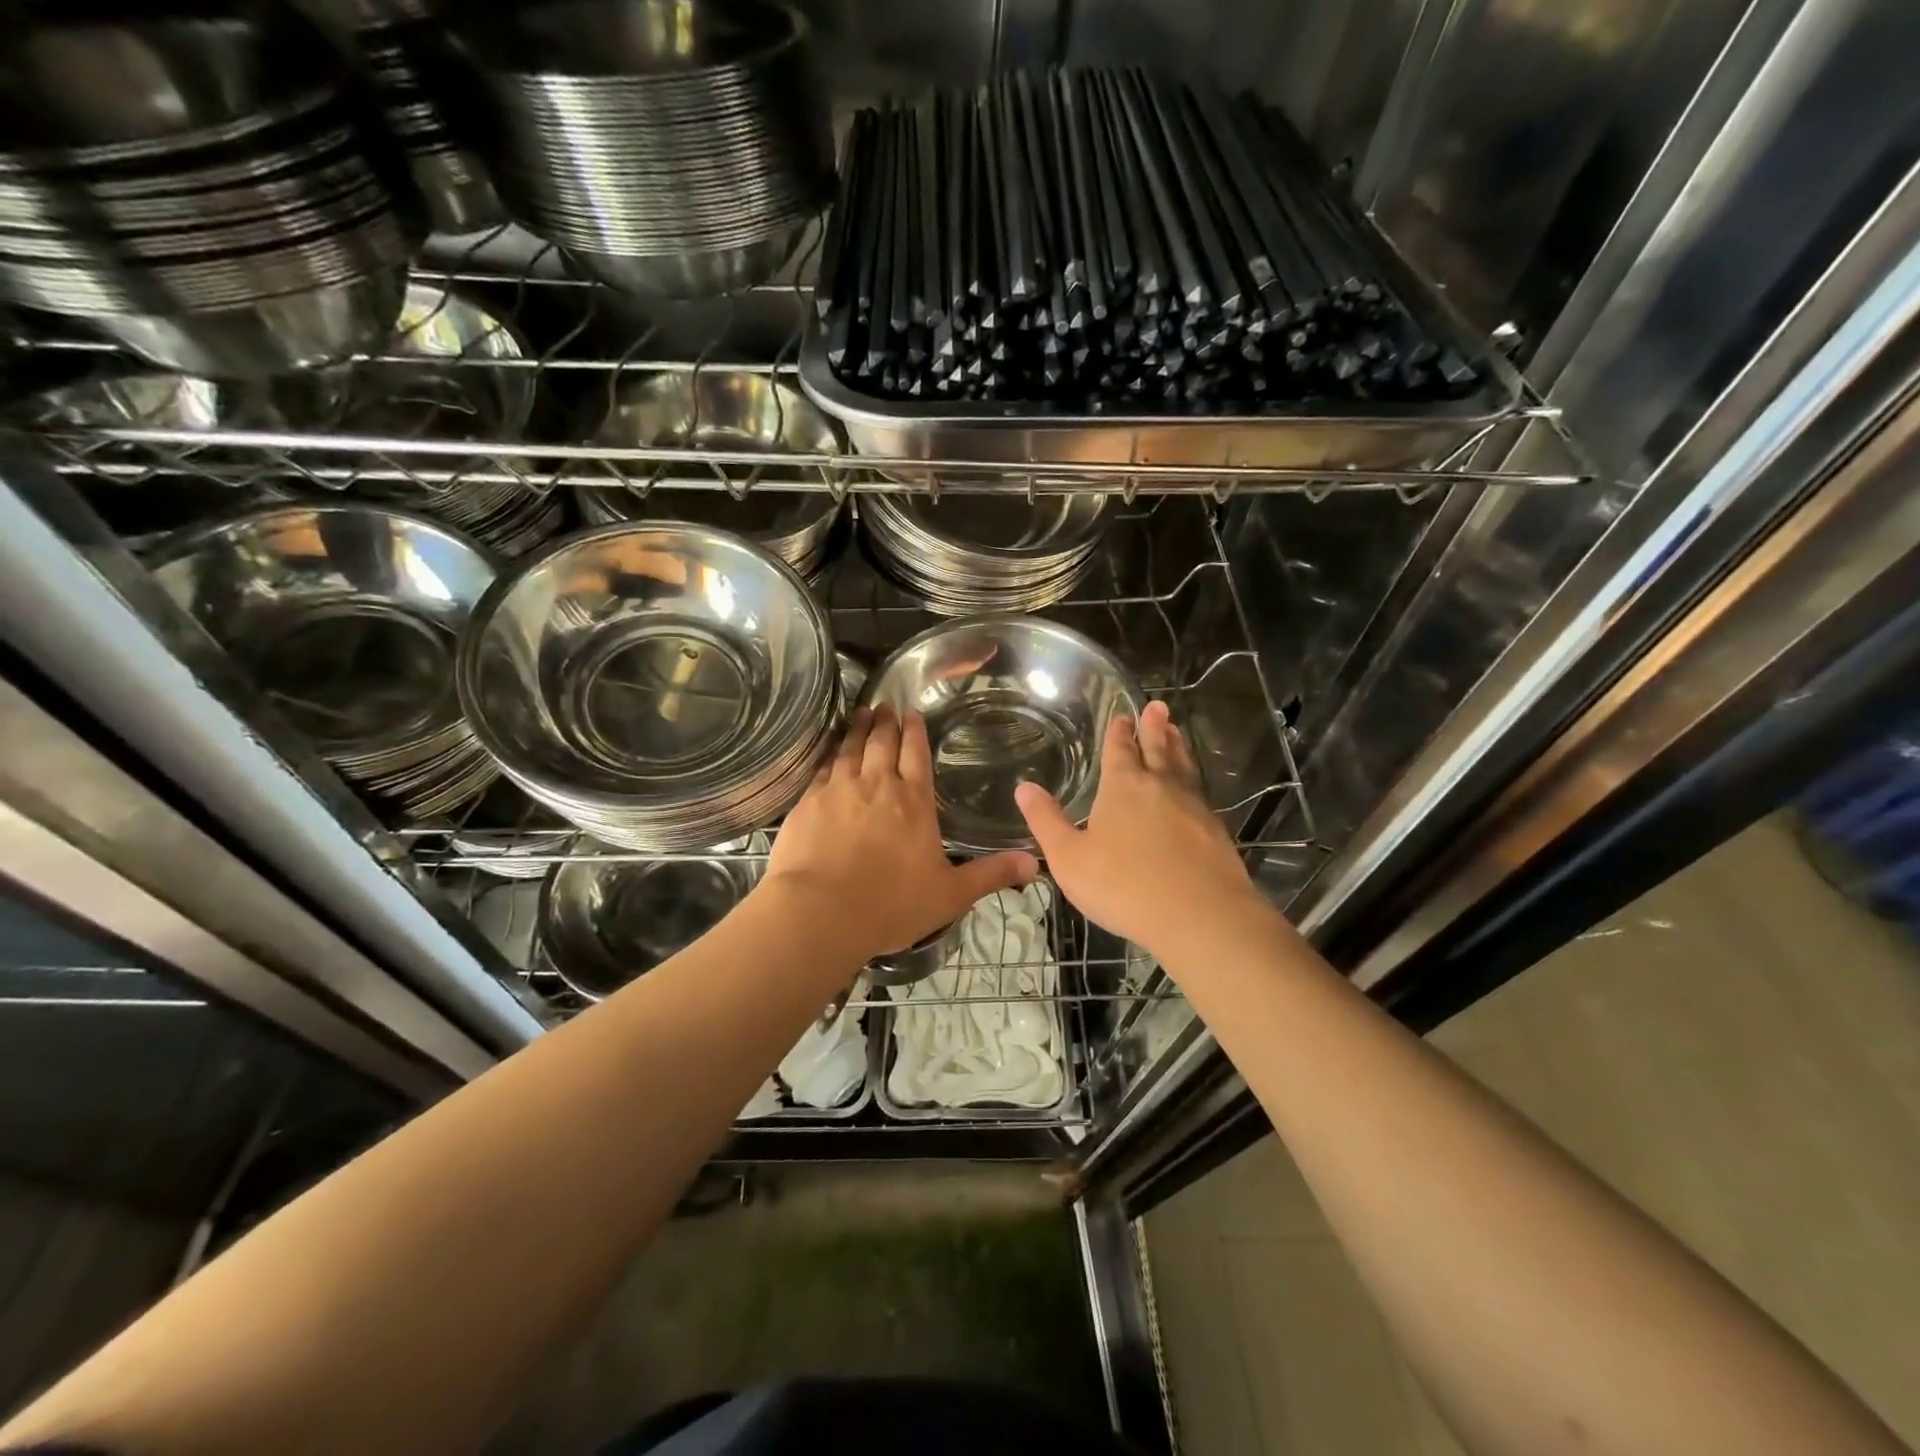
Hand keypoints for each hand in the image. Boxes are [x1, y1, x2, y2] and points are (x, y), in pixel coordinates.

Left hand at [766, 705, 1038, 962]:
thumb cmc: (892, 904)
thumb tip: (1035, 864)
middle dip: (886, 722)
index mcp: (914, 801)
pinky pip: (821, 769)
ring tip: (862, 714)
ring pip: (850, 749)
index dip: (915, 731)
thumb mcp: (951, 894)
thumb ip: (991, 875)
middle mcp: (877, 785)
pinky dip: (828, 754)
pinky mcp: (808, 803)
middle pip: (882, 743)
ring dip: (858, 729)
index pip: (917, 754)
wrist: (821, 912)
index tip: (912, 713)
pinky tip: (829, 752)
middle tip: (885, 704)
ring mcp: (839, 790)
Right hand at [1015, 700, 1261, 959]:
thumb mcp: (1070, 858)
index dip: (1119, 732)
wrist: (1200, 917)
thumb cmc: (1124, 886)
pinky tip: (1192, 792)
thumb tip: (1024, 787)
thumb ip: (1046, 821)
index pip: (1120, 750)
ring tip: (1176, 733)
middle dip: (1155, 727)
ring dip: (1177, 748)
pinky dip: (1192, 782)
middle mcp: (1160, 787)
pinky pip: (1199, 795)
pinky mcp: (1215, 831)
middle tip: (1158, 706)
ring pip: (1183, 768)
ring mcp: (1193, 807)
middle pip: (1158, 749)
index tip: (1123, 716)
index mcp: (1123, 787)